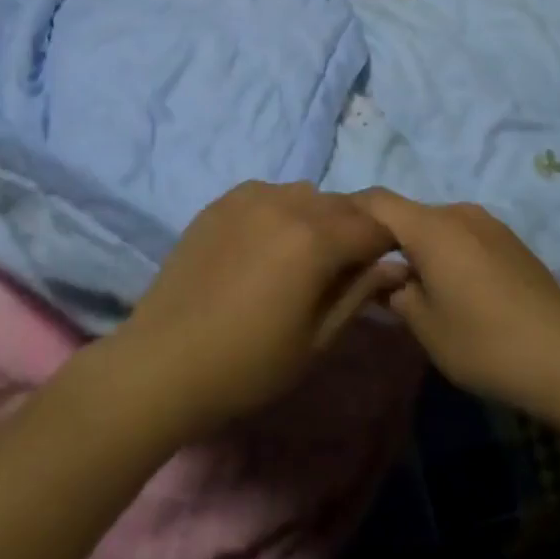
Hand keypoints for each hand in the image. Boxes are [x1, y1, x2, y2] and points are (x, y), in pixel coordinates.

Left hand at [109, 182, 407, 437]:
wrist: (164, 362)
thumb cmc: (248, 365)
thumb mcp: (316, 341)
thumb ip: (359, 293)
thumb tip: (395, 266)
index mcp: (316, 239)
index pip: (374, 226)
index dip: (387, 246)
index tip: (383, 269)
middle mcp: (287, 203)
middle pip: (342, 205)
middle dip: (355, 230)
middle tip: (346, 267)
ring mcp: (251, 196)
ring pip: (306, 194)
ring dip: (319, 217)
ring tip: (303, 256)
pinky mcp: (223, 200)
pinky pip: (270, 193)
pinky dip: (282, 210)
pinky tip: (266, 245)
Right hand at [352, 189, 559, 425]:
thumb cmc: (487, 343)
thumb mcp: (428, 328)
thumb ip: (397, 296)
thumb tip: (387, 279)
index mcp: (431, 227)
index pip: (377, 201)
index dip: (351, 211)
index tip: (333, 233)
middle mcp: (458, 213)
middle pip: (408, 213)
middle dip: (385, 237)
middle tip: (368, 271)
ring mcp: (488, 224)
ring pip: (436, 225)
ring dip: (418, 246)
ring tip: (410, 283)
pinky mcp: (509, 241)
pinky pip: (462, 235)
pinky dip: (445, 251)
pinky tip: (451, 287)